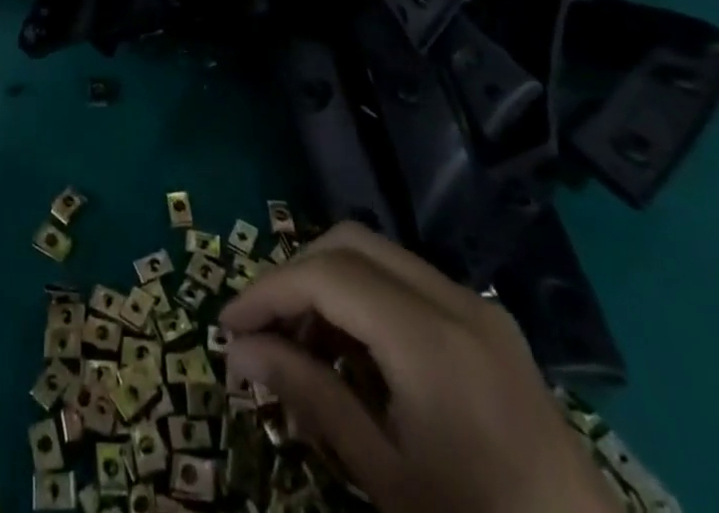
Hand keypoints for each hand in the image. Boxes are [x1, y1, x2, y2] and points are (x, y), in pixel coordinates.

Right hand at [220, 223, 620, 512]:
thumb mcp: (386, 475)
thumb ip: (310, 396)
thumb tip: (239, 350)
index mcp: (431, 340)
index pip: (327, 275)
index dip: (268, 290)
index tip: (228, 324)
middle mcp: (455, 301)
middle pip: (350, 243)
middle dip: (296, 274)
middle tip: (263, 328)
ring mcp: (479, 307)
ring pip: (378, 255)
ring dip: (330, 282)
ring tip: (303, 344)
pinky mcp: (491, 323)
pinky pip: (409, 281)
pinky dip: (366, 296)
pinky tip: (355, 351)